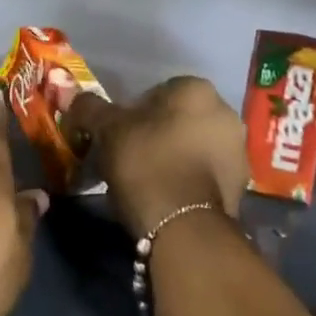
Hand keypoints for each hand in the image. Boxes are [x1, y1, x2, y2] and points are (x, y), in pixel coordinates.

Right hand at [57, 76, 247, 237]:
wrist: (184, 226)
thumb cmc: (146, 162)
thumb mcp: (107, 130)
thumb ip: (90, 107)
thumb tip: (72, 95)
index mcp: (196, 89)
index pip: (158, 91)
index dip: (133, 112)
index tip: (118, 134)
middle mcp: (225, 112)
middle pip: (179, 118)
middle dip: (158, 133)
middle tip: (130, 156)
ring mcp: (239, 150)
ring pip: (195, 145)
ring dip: (176, 156)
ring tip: (148, 180)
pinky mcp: (242, 186)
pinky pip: (207, 173)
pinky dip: (190, 179)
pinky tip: (168, 196)